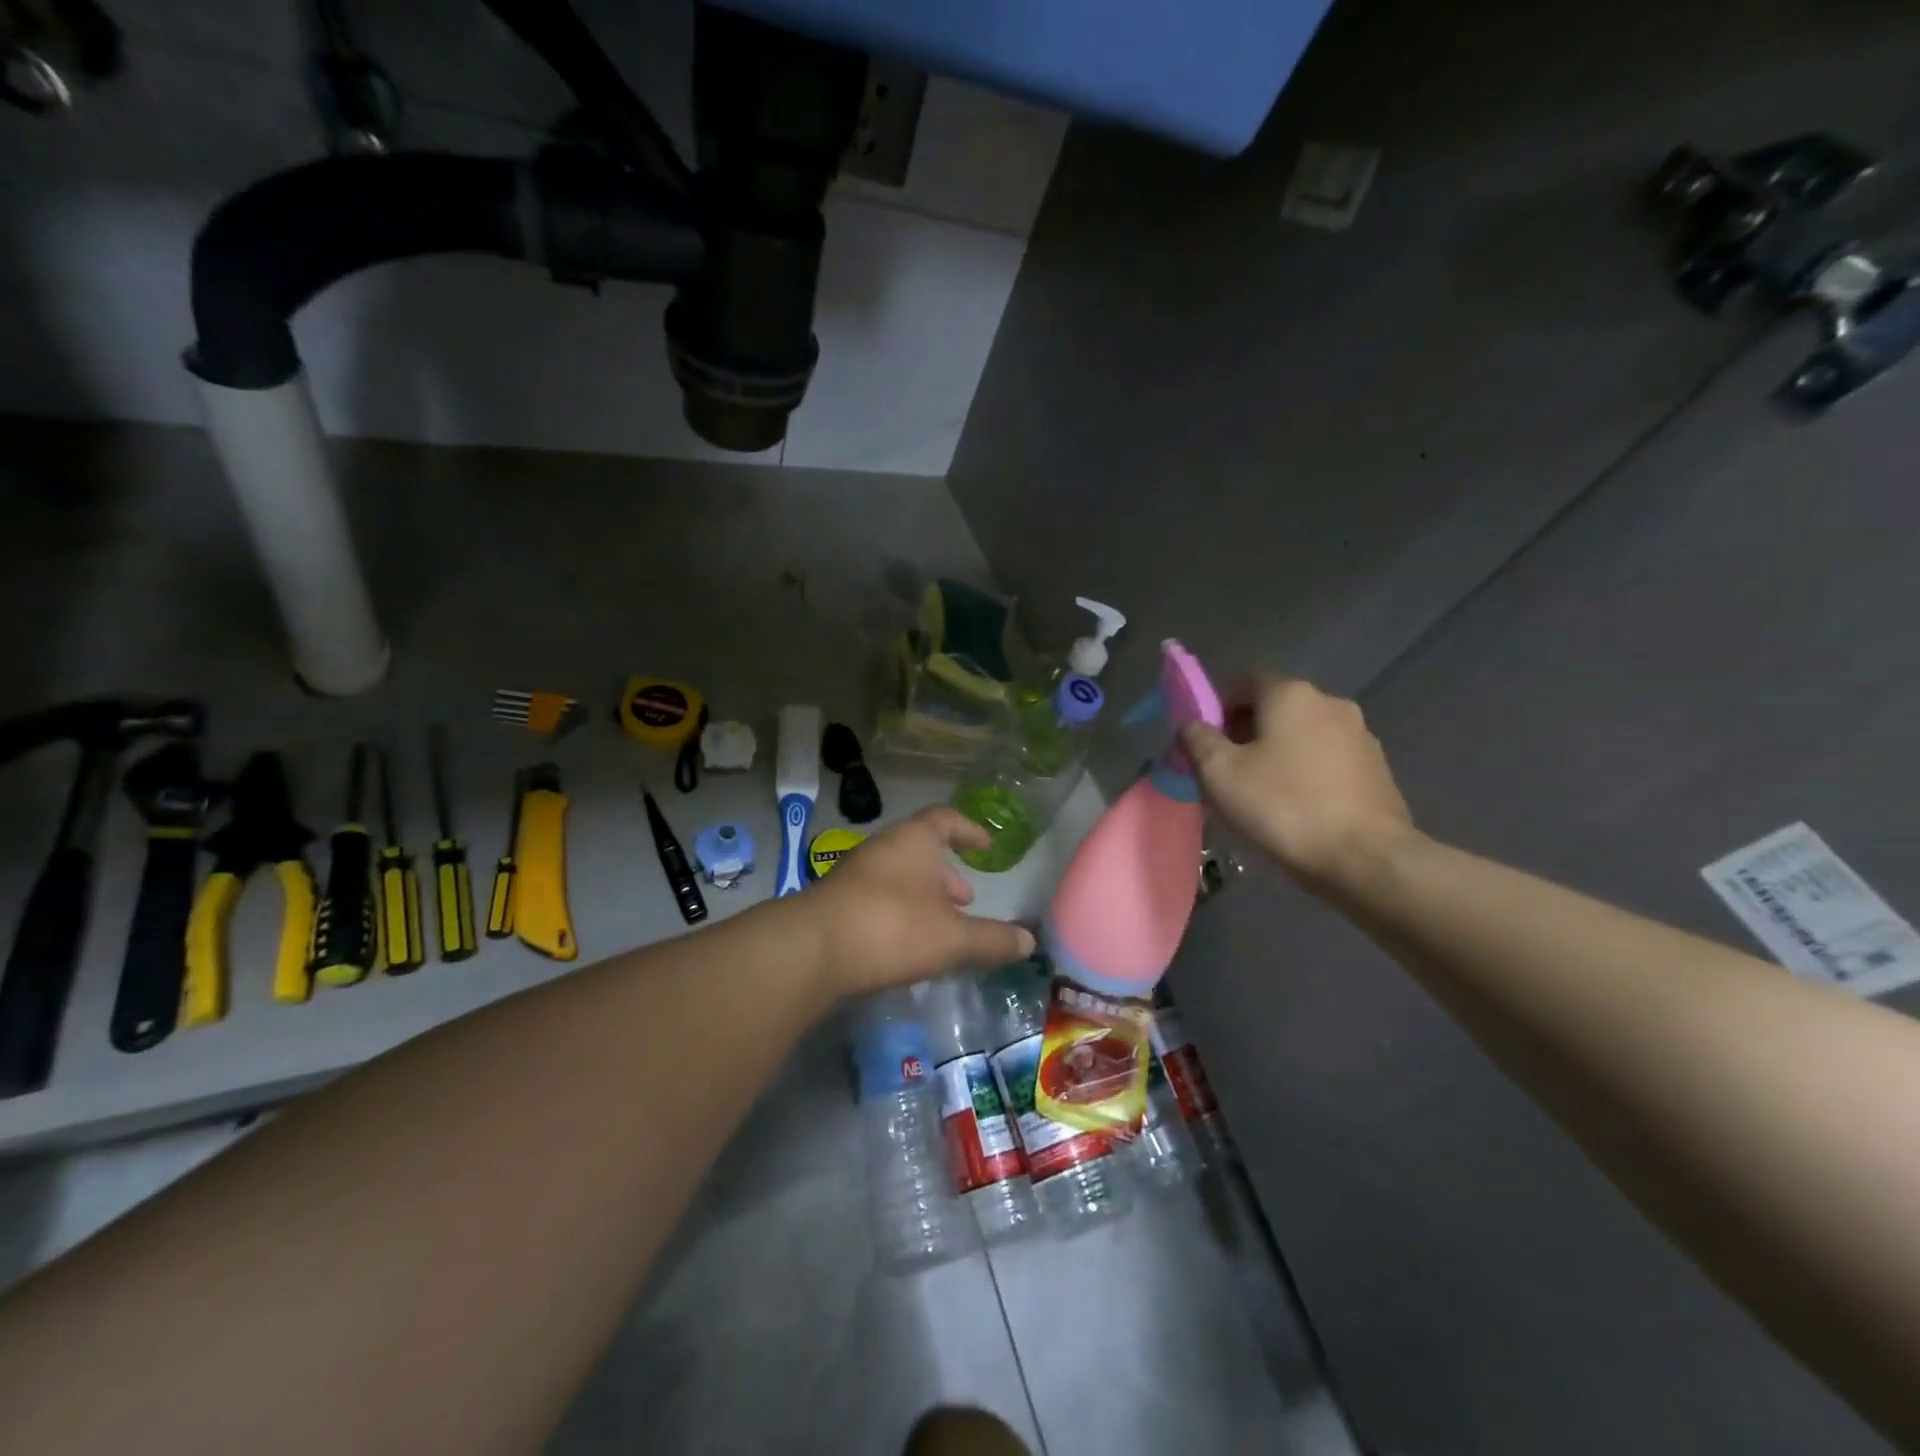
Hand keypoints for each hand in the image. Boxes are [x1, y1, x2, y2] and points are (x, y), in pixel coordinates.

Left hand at [796, 807, 1036, 998]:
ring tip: (940, 926)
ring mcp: (855, 874)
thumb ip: (993, 939)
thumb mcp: (953, 938)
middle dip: (946, 874)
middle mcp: (883, 848)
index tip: (985, 845)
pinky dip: (899, 912)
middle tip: (966, 900)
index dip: (968, 830)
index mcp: (914, 840)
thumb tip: (1030, 940)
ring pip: (899, 876)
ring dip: (922, 896)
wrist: (811, 950)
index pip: (946, 819)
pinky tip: (905, 944)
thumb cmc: (892, 927)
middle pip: (921, 850)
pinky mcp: (835, 902)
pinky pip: (878, 898)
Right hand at [1180, 673, 1415, 889]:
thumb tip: (1192, 725)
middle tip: (1229, 773)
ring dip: (1280, 754)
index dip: (1220, 707)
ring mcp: (1361, 736)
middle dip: (1248, 733)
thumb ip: (1197, 740)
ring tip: (1264, 796)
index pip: (1246, 680)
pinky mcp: (1378, 770)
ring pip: (1304, 735)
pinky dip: (1308, 774)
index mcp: (1291, 694)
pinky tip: (1299, 809)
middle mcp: (1331, 703)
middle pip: (1276, 707)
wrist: (1366, 859)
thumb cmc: (1284, 807)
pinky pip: (1329, 761)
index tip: (1208, 743)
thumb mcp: (1219, 774)